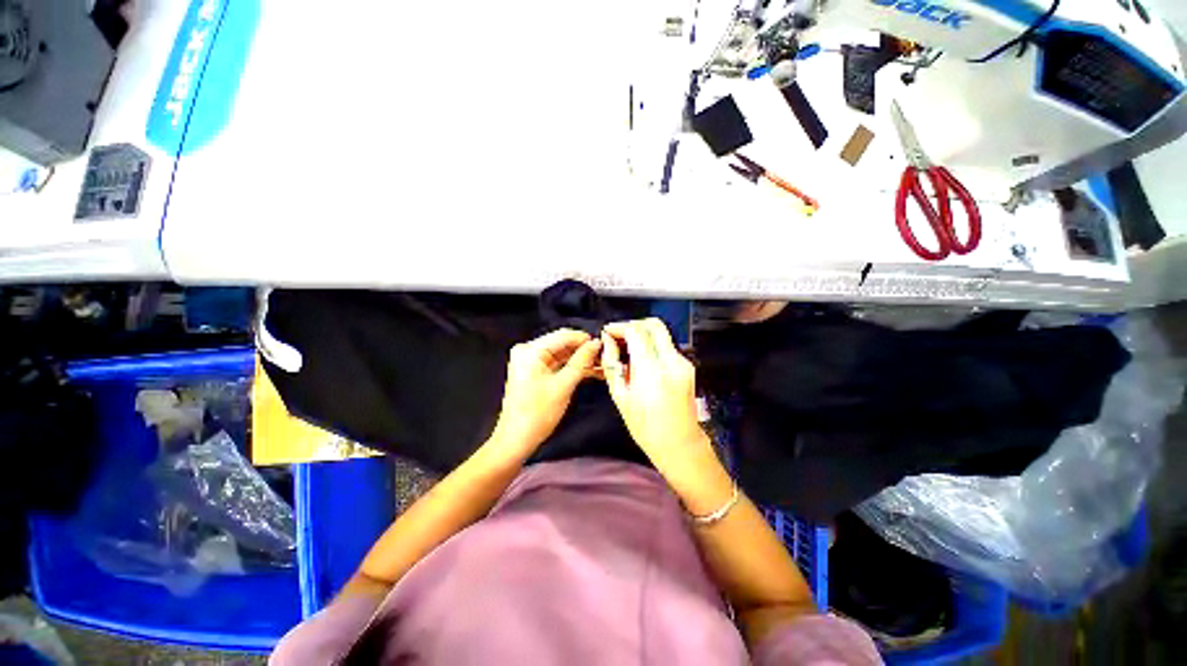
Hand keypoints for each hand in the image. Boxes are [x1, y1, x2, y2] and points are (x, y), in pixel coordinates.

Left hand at [488, 329, 601, 458]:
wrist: (516, 440)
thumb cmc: (537, 414)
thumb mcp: (564, 385)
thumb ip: (581, 361)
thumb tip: (596, 344)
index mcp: (530, 350)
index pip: (563, 335)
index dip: (585, 339)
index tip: (605, 345)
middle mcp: (528, 351)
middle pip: (562, 344)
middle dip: (584, 350)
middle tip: (606, 356)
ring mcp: (530, 361)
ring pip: (562, 354)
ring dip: (581, 360)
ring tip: (602, 365)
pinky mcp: (534, 372)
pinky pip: (557, 364)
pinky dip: (572, 368)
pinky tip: (590, 371)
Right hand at [601, 319, 712, 471]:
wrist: (679, 444)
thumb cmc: (646, 427)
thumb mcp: (620, 396)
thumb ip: (611, 364)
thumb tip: (607, 342)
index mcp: (651, 369)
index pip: (635, 331)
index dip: (619, 327)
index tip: (609, 332)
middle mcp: (670, 361)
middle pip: (653, 324)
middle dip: (633, 325)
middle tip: (618, 336)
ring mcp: (682, 363)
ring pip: (661, 334)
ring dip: (642, 334)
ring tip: (626, 349)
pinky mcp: (687, 367)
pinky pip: (666, 346)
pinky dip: (651, 345)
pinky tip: (640, 360)